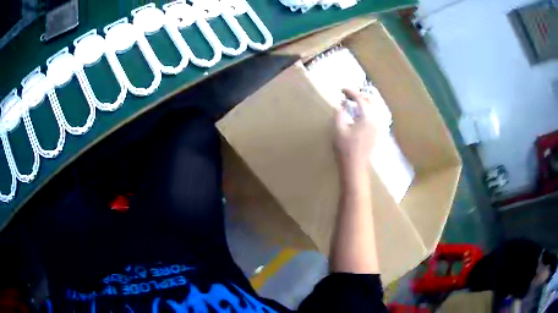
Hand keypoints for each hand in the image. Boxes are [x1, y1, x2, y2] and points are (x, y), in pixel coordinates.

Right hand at [334, 89, 377, 173]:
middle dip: (358, 95)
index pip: (360, 99)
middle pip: (369, 102)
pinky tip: (357, 115)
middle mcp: (375, 120)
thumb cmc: (346, 149)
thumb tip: (342, 106)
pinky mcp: (375, 134)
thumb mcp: (339, 130)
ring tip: (351, 103)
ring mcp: (377, 128)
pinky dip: (365, 111)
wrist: (355, 168)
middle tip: (346, 95)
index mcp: (367, 118)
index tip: (341, 89)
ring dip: (363, 103)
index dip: (351, 92)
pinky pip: (372, 116)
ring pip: (372, 109)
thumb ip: (340, 114)